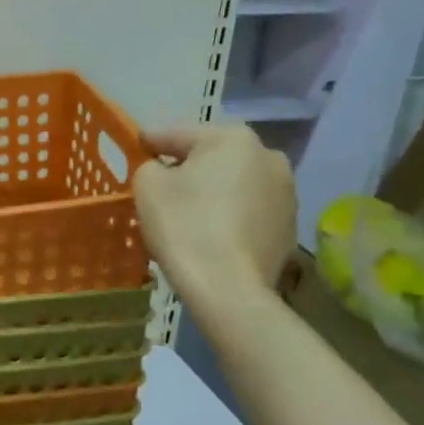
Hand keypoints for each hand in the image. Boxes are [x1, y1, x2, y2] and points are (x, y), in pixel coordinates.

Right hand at [133, 124, 296, 293]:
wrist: (229, 290)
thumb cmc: (185, 226)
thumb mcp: (148, 185)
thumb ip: (150, 166)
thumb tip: (161, 170)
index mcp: (233, 138)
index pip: (178, 134)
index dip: (151, 142)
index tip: (134, 149)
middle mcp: (268, 157)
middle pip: (212, 158)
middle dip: (186, 168)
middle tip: (159, 185)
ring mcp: (286, 194)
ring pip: (234, 185)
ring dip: (212, 193)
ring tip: (186, 214)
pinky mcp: (289, 228)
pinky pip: (248, 212)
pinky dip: (229, 217)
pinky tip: (210, 235)